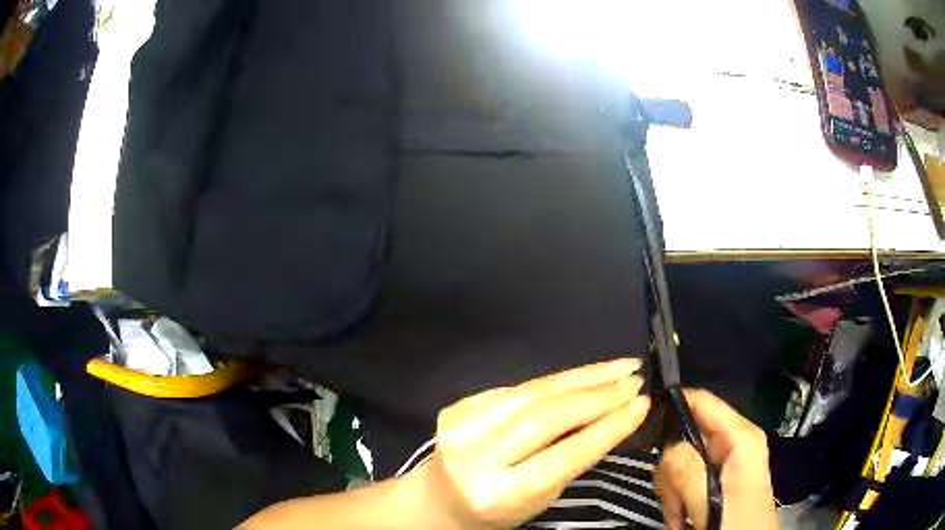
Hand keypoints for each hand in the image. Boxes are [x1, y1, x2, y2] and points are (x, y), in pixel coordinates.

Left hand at [410, 359, 650, 529]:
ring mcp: (462, 427)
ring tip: (620, 367)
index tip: (641, 404)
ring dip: (583, 377)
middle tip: (635, 378)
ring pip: (533, 392)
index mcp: (499, 494)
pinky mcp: (459, 406)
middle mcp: (476, 458)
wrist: (439, 499)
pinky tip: (584, 375)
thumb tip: (613, 415)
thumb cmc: (496, 510)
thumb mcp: (538, 499)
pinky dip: (556, 381)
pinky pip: (518, 388)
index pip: (564, 455)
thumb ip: (568, 461)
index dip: (607, 427)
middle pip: (547, 416)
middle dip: (599, 394)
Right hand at [654, 389, 777, 529]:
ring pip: (680, 460)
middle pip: (685, 434)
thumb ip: (688, 470)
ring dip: (672, 490)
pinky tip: (683, 515)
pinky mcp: (717, 478)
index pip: (701, 400)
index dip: (671, 407)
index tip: (644, 430)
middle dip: (671, 469)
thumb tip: (667, 447)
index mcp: (740, 437)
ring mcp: (725, 461)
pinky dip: (677, 498)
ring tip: (680, 513)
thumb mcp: (712, 499)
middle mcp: (733, 442)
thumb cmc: (736, 523)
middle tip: (672, 498)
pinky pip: (685, 478)